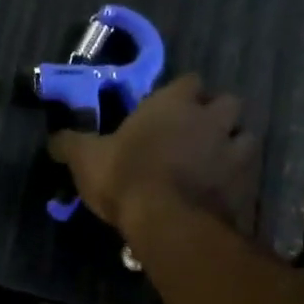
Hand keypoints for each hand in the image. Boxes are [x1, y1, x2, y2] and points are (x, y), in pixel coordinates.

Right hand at [49, 74, 259, 237]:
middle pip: (228, 102)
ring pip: (246, 136)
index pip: (189, 81)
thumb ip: (70, 144)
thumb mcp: (86, 159)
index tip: (169, 109)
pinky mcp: (248, 183)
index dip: (181, 93)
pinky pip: (250, 173)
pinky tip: (223, 193)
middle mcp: (211, 118)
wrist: (170, 222)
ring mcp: (235, 150)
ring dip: (233, 145)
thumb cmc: (126, 178)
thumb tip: (53, 138)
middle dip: (216, 115)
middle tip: (197, 135)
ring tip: (216, 163)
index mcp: (173, 103)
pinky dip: (239, 180)